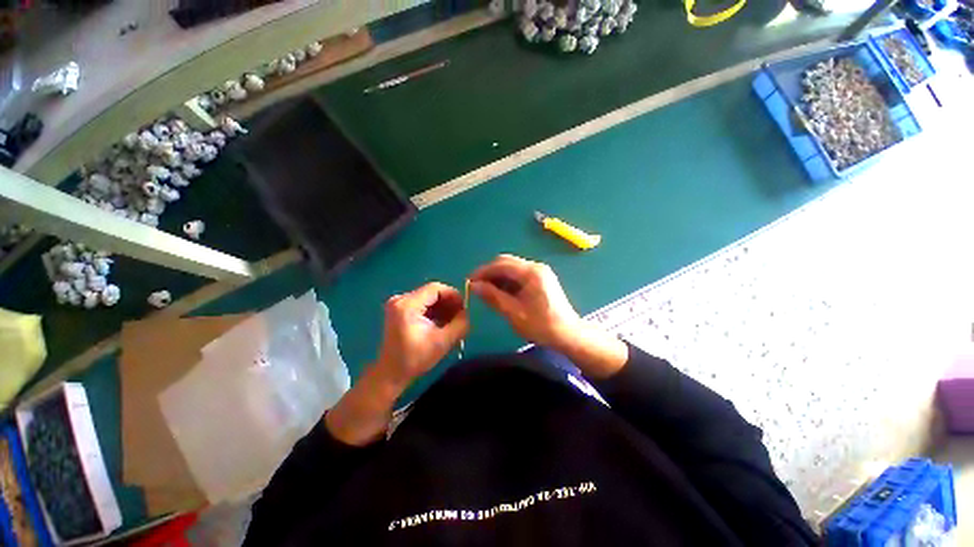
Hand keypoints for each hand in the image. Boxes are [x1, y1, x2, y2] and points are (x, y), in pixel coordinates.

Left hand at [375, 282, 469, 387]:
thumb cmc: (415, 359)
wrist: (391, 373)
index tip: (464, 308)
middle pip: (431, 292)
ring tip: (453, 321)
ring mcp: (398, 304)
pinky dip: (434, 310)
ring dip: (442, 307)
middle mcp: (400, 299)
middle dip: (449, 302)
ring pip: (428, 297)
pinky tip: (441, 322)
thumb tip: (467, 312)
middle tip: (460, 315)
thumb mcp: (443, 342)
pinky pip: (422, 303)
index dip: (453, 295)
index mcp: (407, 305)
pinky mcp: (399, 309)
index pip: (435, 288)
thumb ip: (460, 324)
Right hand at [468, 254, 582, 350]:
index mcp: (531, 273)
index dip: (483, 271)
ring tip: (486, 292)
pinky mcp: (541, 278)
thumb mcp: (513, 313)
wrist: (568, 334)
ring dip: (498, 277)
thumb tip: (474, 286)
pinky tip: (501, 293)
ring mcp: (540, 272)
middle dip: (489, 273)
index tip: (469, 281)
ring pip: (512, 268)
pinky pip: (519, 274)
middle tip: (476, 287)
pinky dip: (507, 281)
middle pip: (506, 262)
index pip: (501, 264)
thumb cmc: (541, 326)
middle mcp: (535, 267)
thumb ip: (493, 296)